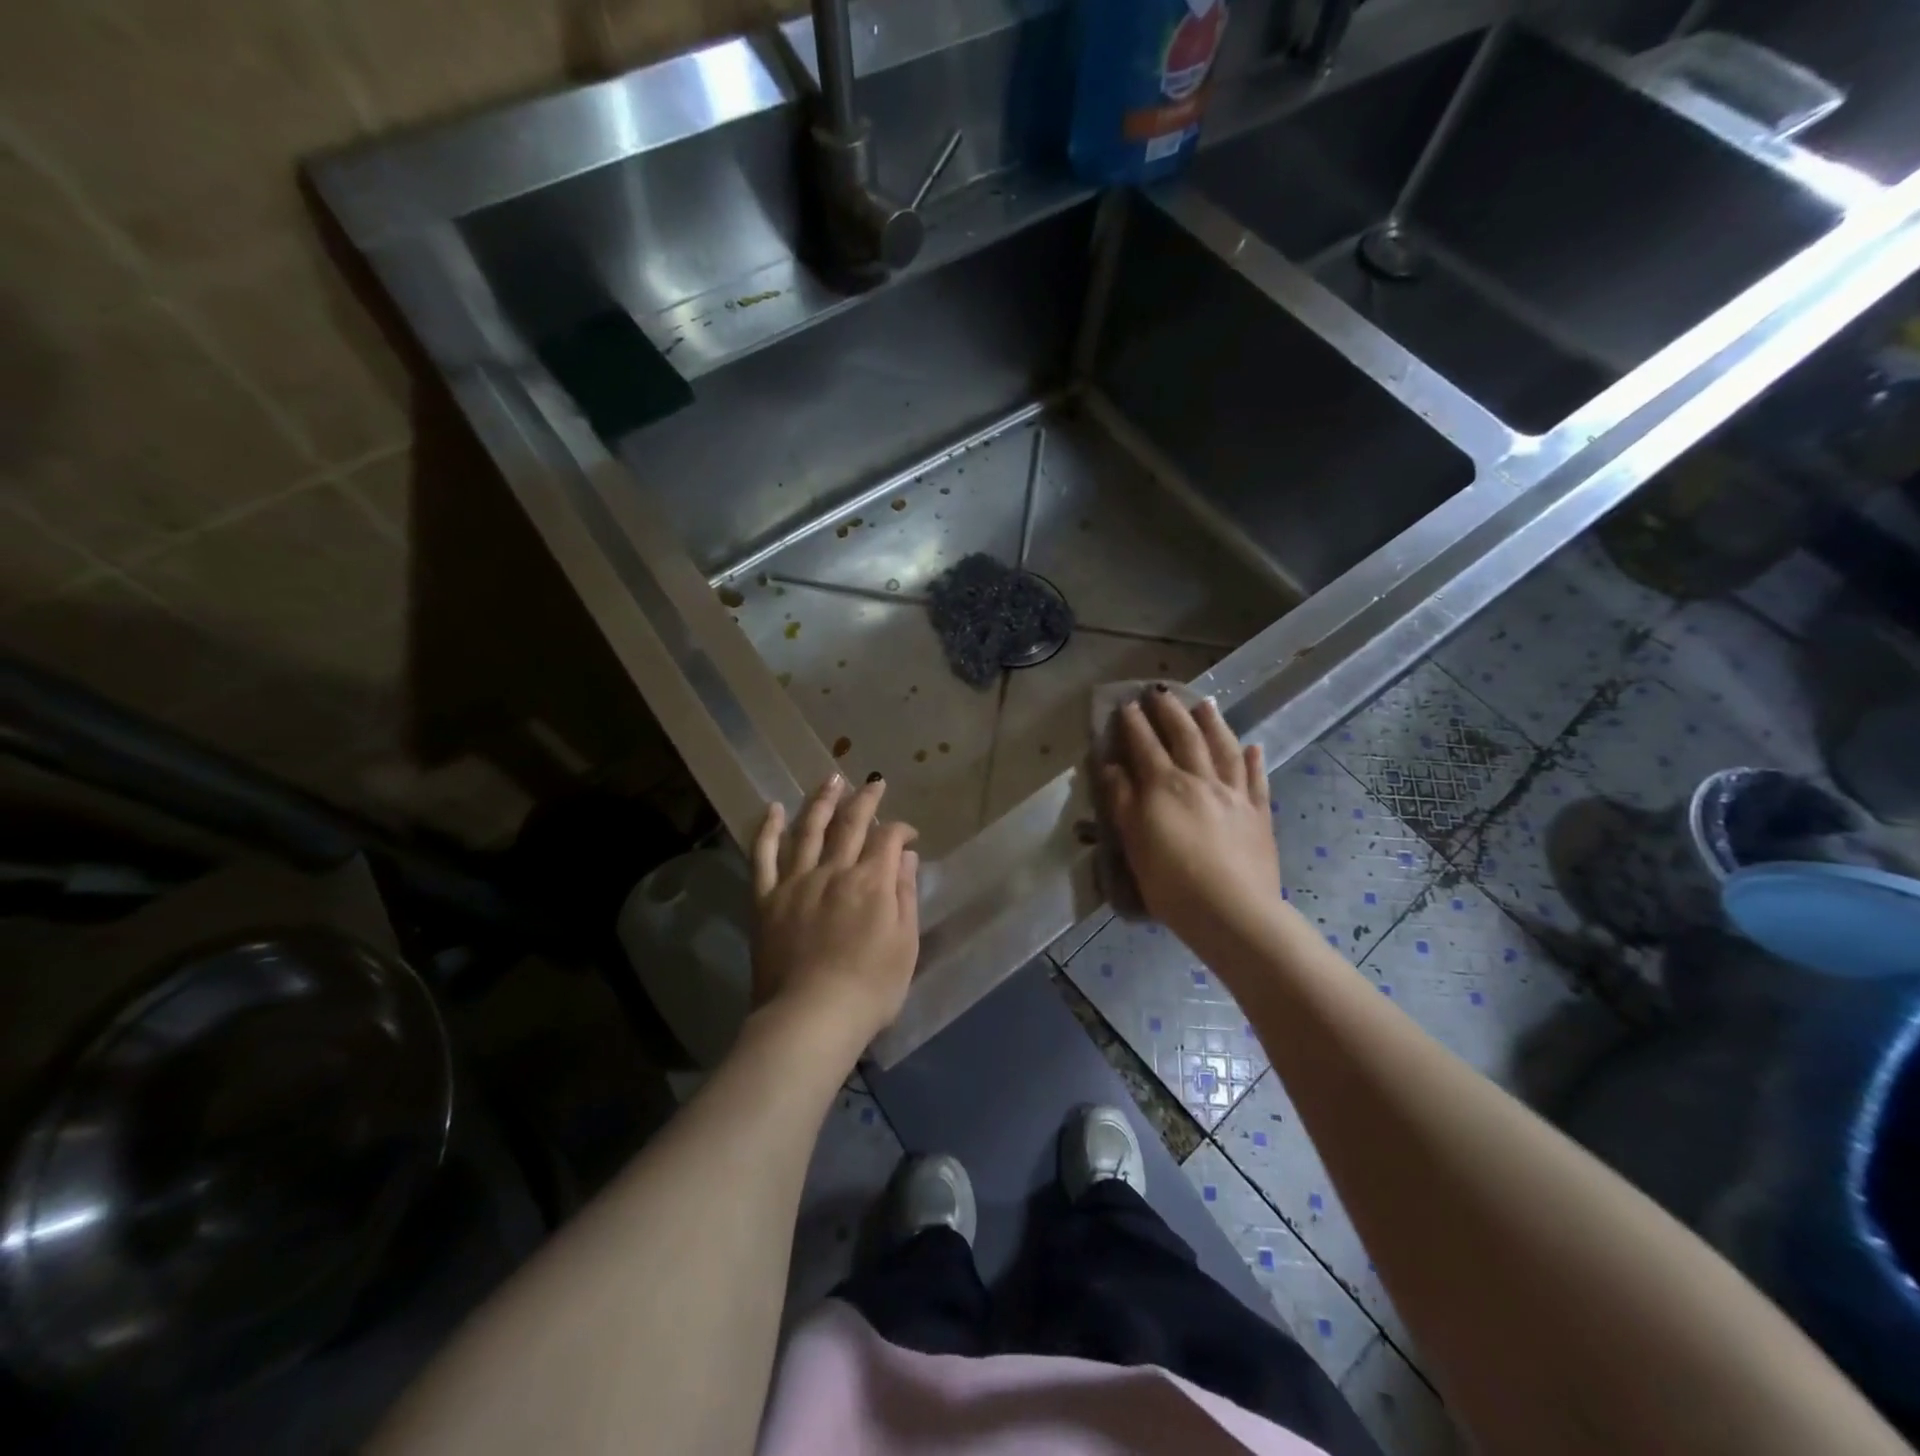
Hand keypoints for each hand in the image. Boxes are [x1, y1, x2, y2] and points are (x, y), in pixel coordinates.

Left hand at [750, 774, 920, 1050]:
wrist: (811, 1018)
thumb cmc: (870, 988)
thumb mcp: (904, 944)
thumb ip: (904, 894)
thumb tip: (904, 856)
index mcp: (871, 881)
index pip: (888, 839)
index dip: (900, 830)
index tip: (908, 835)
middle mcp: (833, 871)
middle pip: (850, 824)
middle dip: (865, 800)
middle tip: (874, 783)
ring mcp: (796, 882)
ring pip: (808, 830)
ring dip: (822, 801)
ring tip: (830, 778)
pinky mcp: (766, 899)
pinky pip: (763, 857)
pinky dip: (768, 830)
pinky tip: (774, 809)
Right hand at [1100, 691, 1280, 947]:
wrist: (1232, 911)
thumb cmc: (1171, 882)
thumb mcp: (1134, 842)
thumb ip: (1122, 800)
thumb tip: (1111, 766)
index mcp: (1165, 787)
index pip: (1145, 746)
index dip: (1134, 724)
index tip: (1126, 704)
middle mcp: (1201, 780)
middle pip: (1185, 737)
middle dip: (1170, 712)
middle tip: (1160, 693)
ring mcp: (1234, 795)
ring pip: (1224, 749)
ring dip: (1213, 724)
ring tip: (1205, 704)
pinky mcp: (1259, 814)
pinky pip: (1257, 780)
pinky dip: (1254, 760)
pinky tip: (1254, 746)